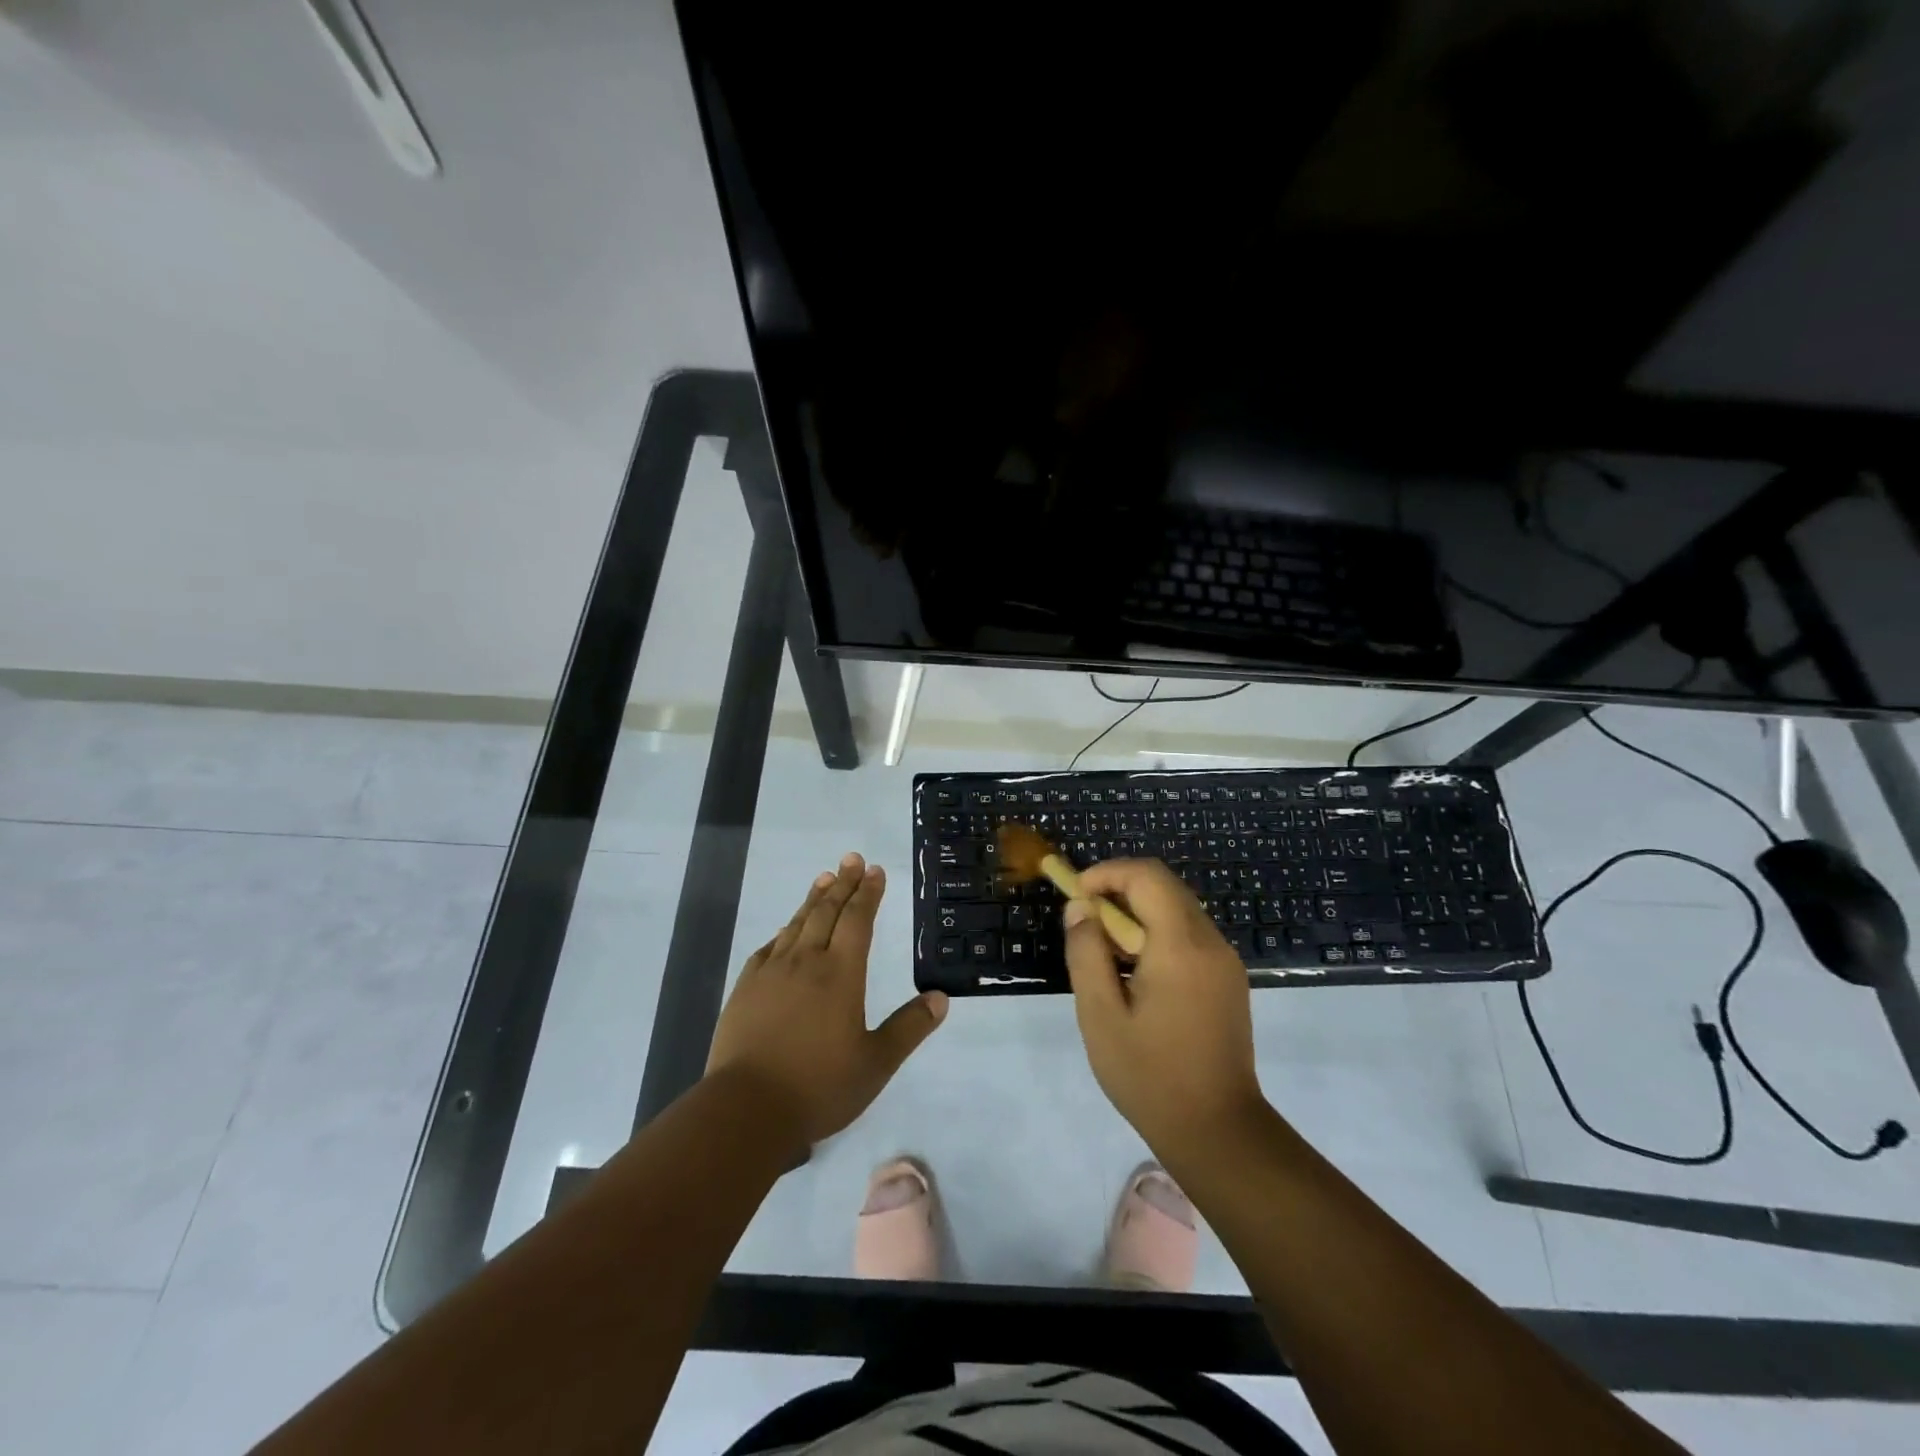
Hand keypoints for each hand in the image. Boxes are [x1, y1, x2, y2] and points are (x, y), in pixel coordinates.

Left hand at [706, 853, 946, 1147]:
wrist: (746, 1108)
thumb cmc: (819, 1086)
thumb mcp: (876, 1064)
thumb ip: (909, 1028)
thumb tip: (941, 998)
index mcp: (841, 974)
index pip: (858, 920)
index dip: (868, 893)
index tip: (874, 871)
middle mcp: (807, 962)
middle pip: (827, 911)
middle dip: (843, 883)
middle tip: (852, 859)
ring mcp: (772, 972)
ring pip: (797, 923)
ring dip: (814, 898)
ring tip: (824, 878)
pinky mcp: (745, 988)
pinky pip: (769, 947)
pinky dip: (784, 930)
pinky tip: (786, 930)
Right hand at [1062, 859, 1265, 1155]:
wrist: (1218, 1132)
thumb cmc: (1151, 1076)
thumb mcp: (1101, 1016)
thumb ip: (1087, 953)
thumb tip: (1080, 909)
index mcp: (1181, 947)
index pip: (1147, 876)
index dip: (1107, 873)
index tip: (1076, 895)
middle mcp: (1211, 943)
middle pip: (1164, 887)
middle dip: (1119, 890)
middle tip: (1085, 921)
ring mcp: (1225, 962)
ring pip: (1177, 909)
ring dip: (1137, 913)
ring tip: (1105, 950)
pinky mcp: (1229, 980)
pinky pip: (1189, 935)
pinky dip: (1157, 934)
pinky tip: (1135, 973)